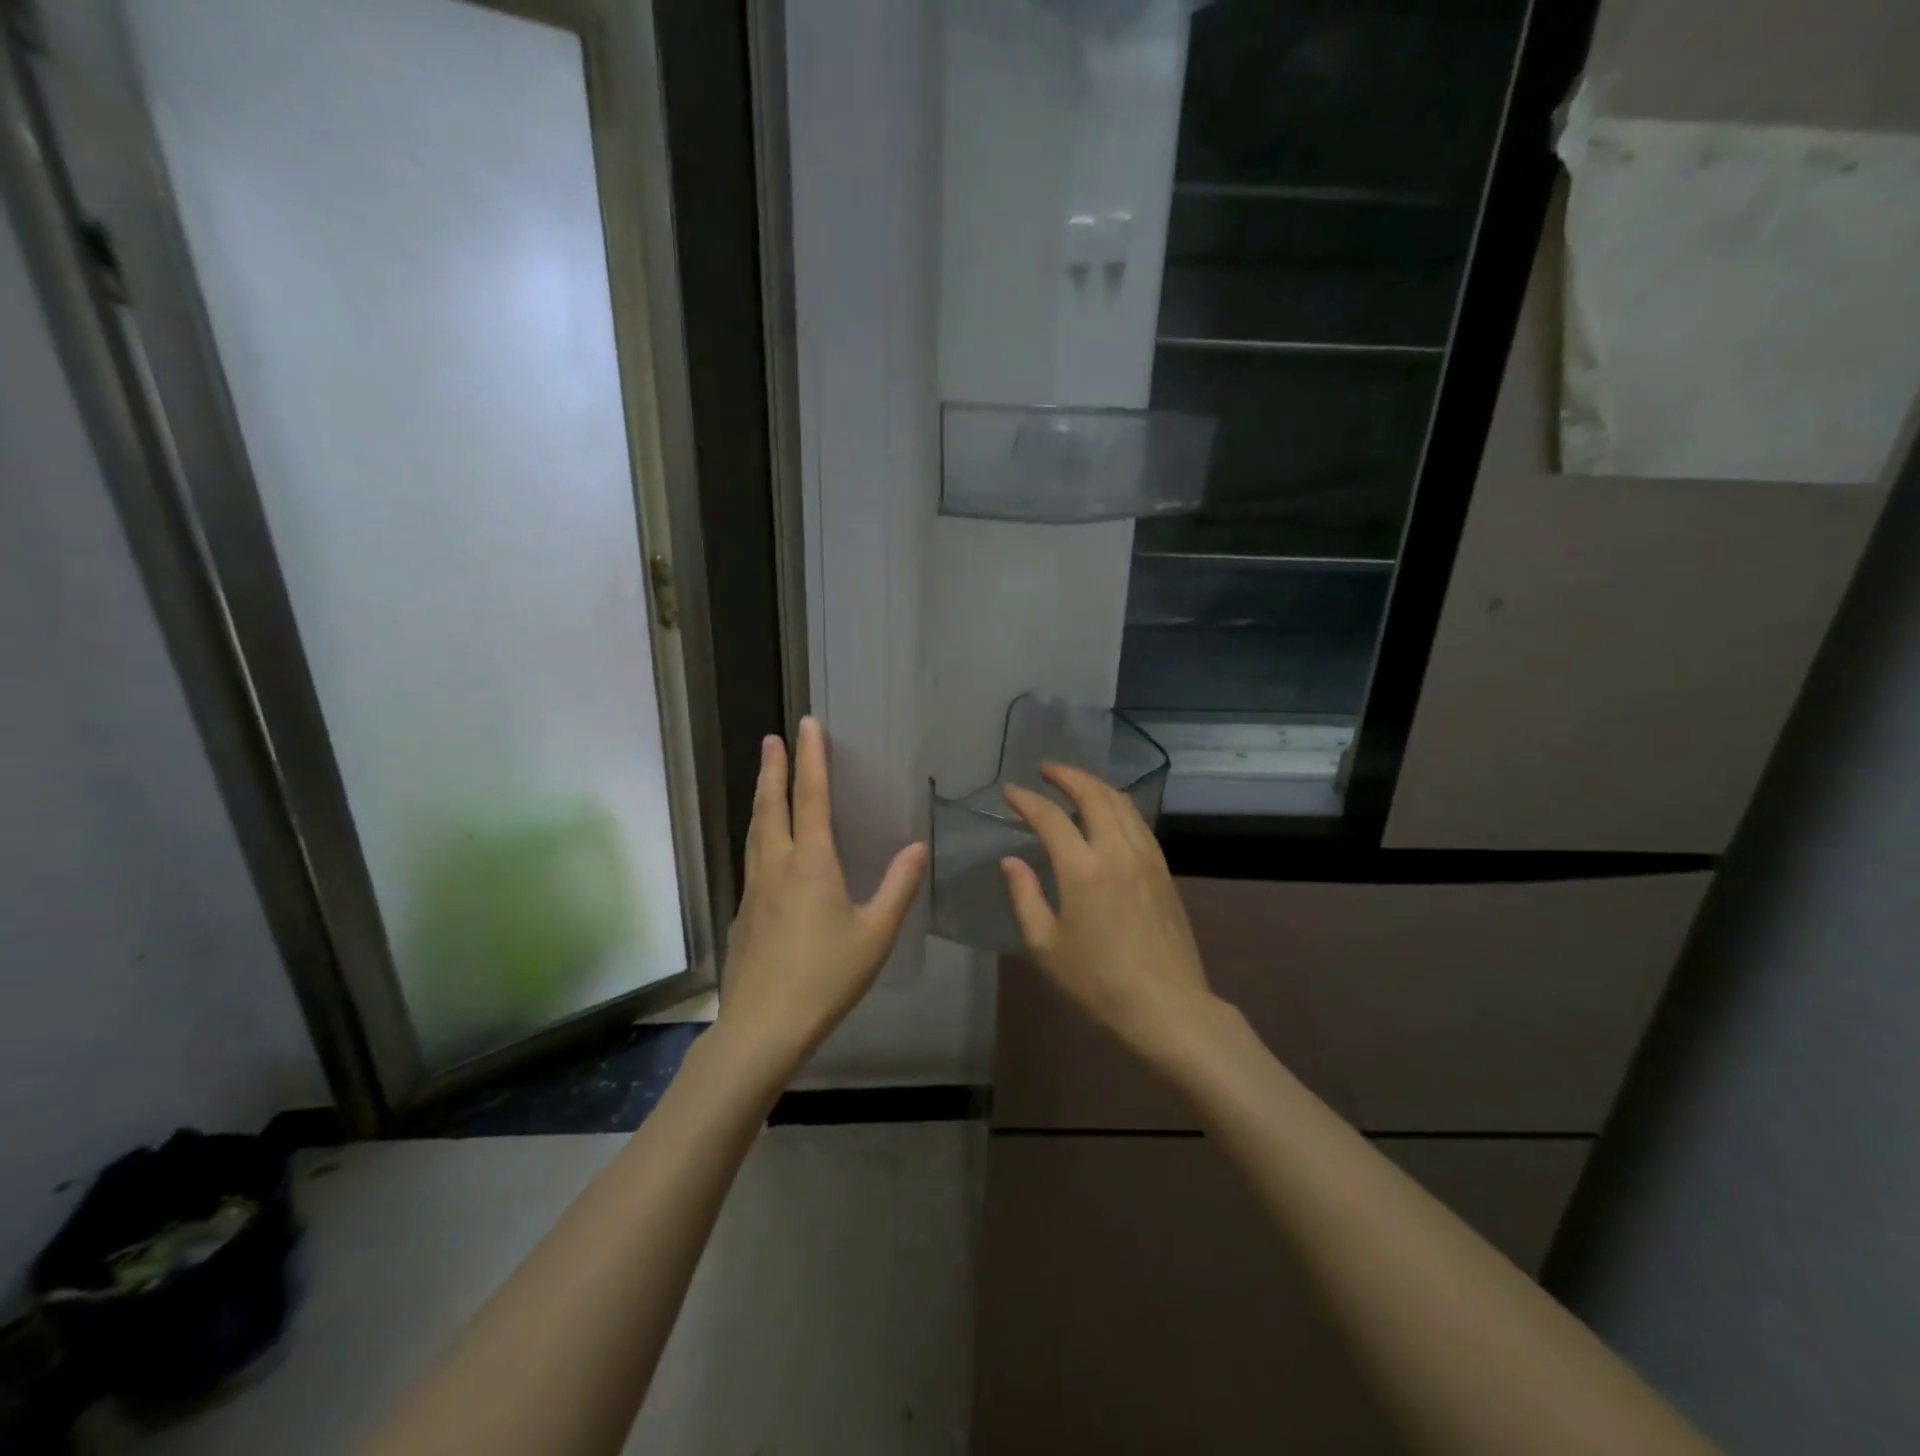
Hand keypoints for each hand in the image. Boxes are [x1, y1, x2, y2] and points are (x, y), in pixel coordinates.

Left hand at [715, 717, 926, 1074]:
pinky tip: (766, 846)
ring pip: (755, 830)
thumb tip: (917, 847)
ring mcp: (753, 889)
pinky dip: (759, 833)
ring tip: (766, 779)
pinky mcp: (743, 912)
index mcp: (811, 864)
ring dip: (762, 798)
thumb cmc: (826, 977)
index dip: (811, 759)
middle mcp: (776, 866)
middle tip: (774, 738)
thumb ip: (898, 887)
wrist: (763, 1026)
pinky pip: (752, 858)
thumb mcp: (875, 935)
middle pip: (771, 805)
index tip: (807, 725)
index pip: (811, 797)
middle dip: (774, 768)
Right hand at [1001, 765, 1219, 1069]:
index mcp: (1083, 869)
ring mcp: (1147, 858)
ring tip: (1074, 783)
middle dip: (1067, 775)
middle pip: (1094, 794)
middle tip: (1045, 770)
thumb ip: (1025, 896)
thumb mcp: (1046, 946)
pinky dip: (1118, 805)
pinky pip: (1138, 822)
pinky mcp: (1164, 871)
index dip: (1027, 800)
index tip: (1010, 791)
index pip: (1051, 817)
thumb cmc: (1098, 983)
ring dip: (1095, 785)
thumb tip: (1011, 861)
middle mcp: (1118, 851)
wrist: (1167, 1008)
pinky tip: (1109, 813)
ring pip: (1122, 803)